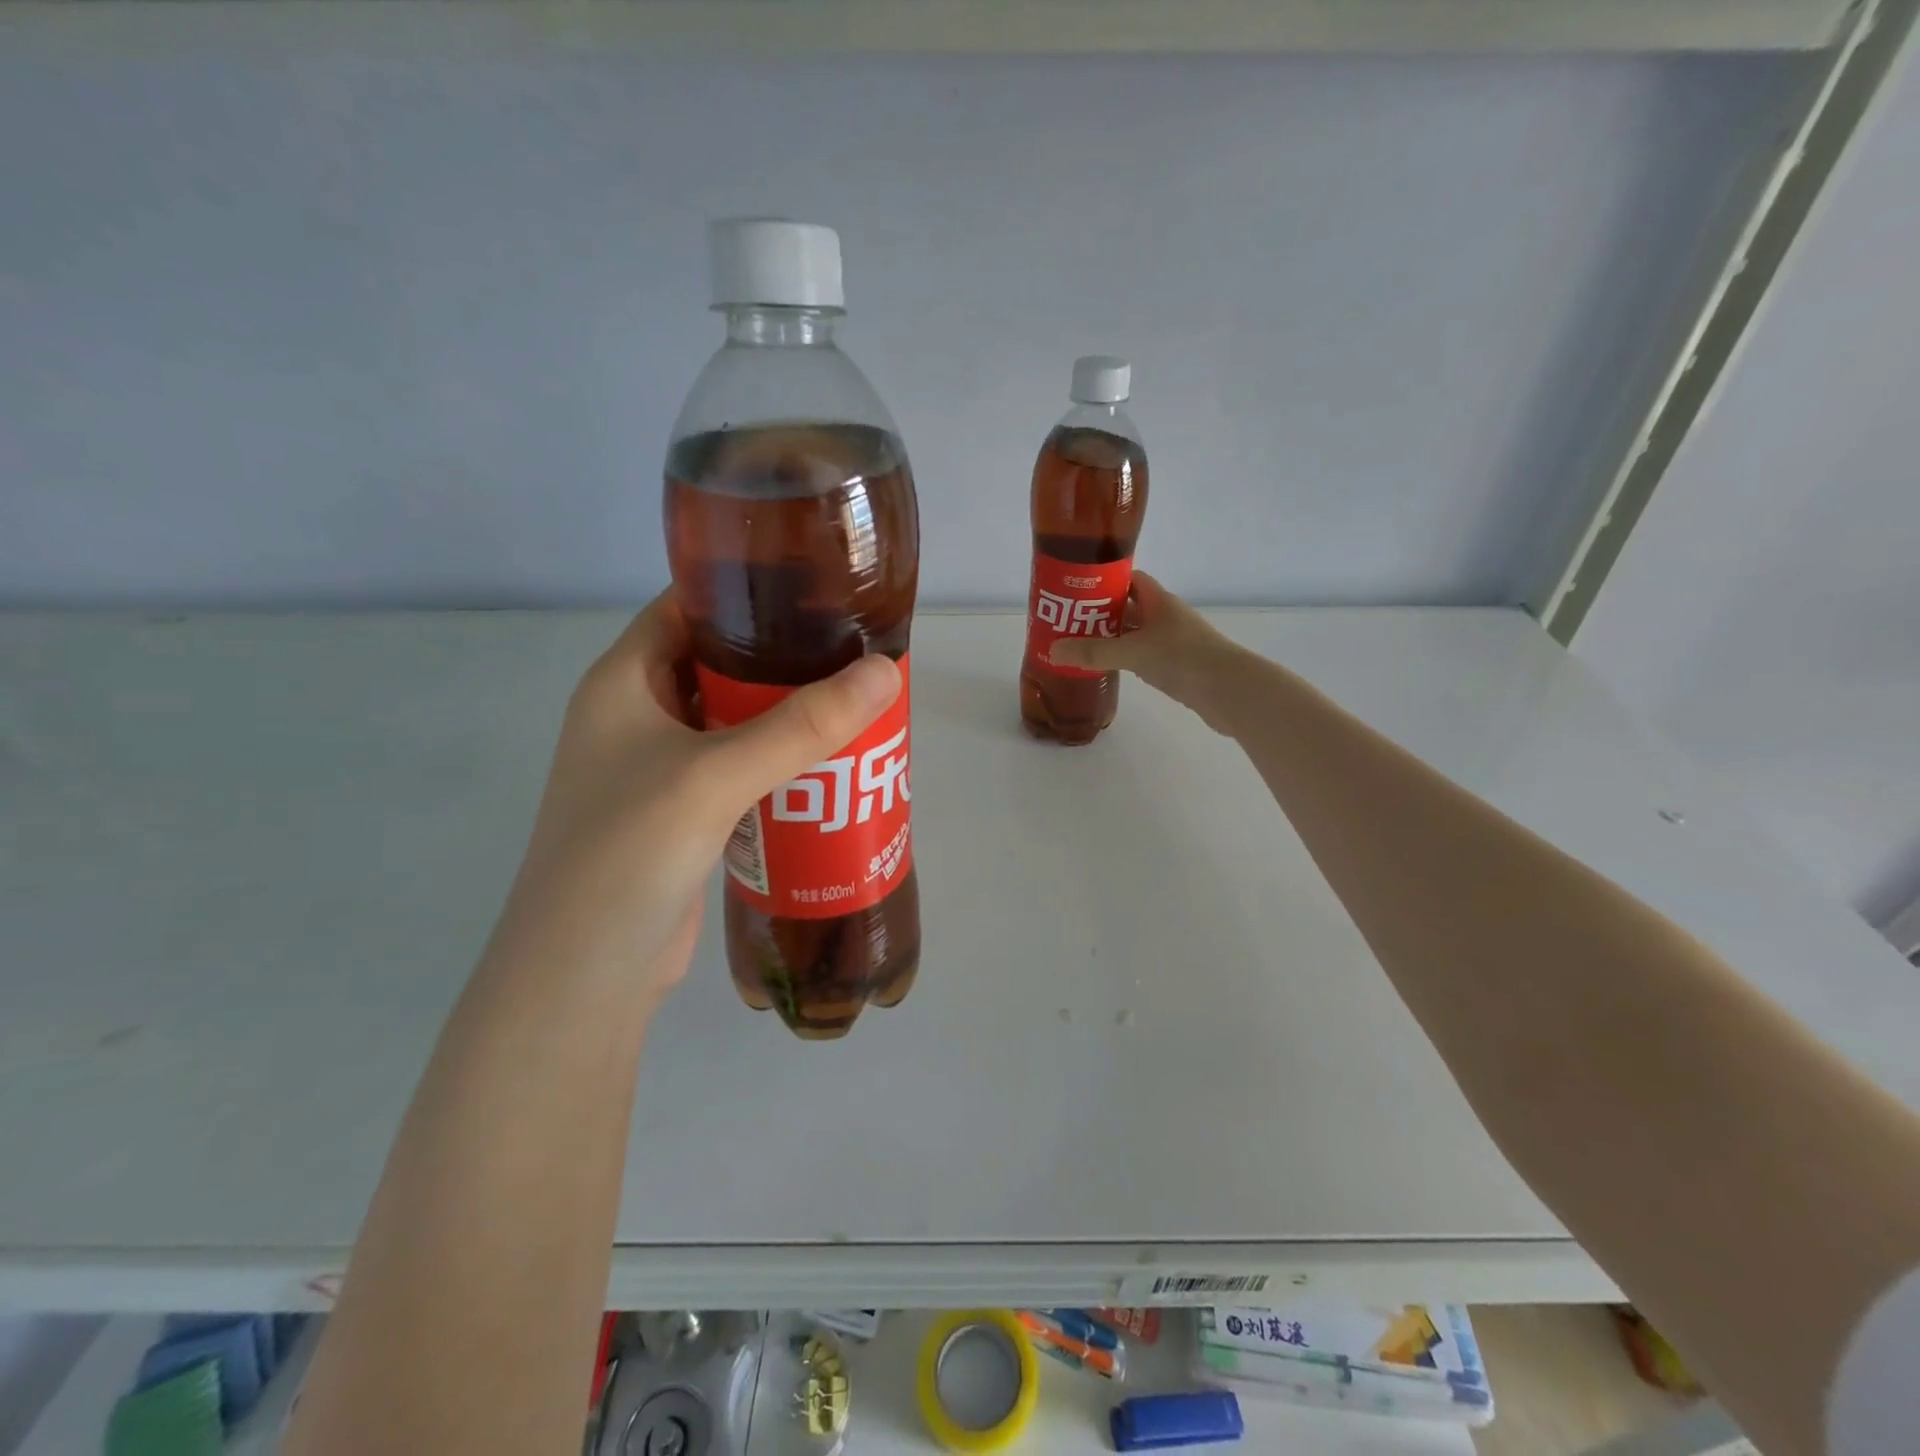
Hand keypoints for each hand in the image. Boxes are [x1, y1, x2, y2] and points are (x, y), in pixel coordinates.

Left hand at [495, 591, 901, 1001]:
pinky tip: (830, 766)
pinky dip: (780, 762)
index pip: (687, 607)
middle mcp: (637, 716)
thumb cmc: (627, 856)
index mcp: (623, 682)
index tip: (818, 587)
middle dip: (784, 656)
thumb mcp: (713, 778)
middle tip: (854, 650)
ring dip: (788, 713)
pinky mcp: (684, 814)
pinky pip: (740, 769)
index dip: (747, 589)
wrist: (583, 979)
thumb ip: (800, 726)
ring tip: (857, 700)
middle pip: (720, 664)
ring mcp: (659, 768)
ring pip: (735, 720)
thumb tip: (886, 672)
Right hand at [1048, 572, 1245, 732]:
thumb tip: (1054, 650)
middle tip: (1067, 621)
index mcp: (1160, 601)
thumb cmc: (1183, 659)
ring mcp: (1173, 642)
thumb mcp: (1133, 653)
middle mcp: (1166, 617)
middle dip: (1100, 613)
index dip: (1105, 581)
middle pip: (1128, 608)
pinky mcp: (1176, 666)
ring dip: (1111, 638)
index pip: (1130, 580)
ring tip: (1078, 645)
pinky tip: (1107, 667)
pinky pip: (1143, 656)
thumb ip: (1094, 652)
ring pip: (1135, 634)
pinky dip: (1124, 659)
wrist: (1229, 692)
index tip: (1077, 589)